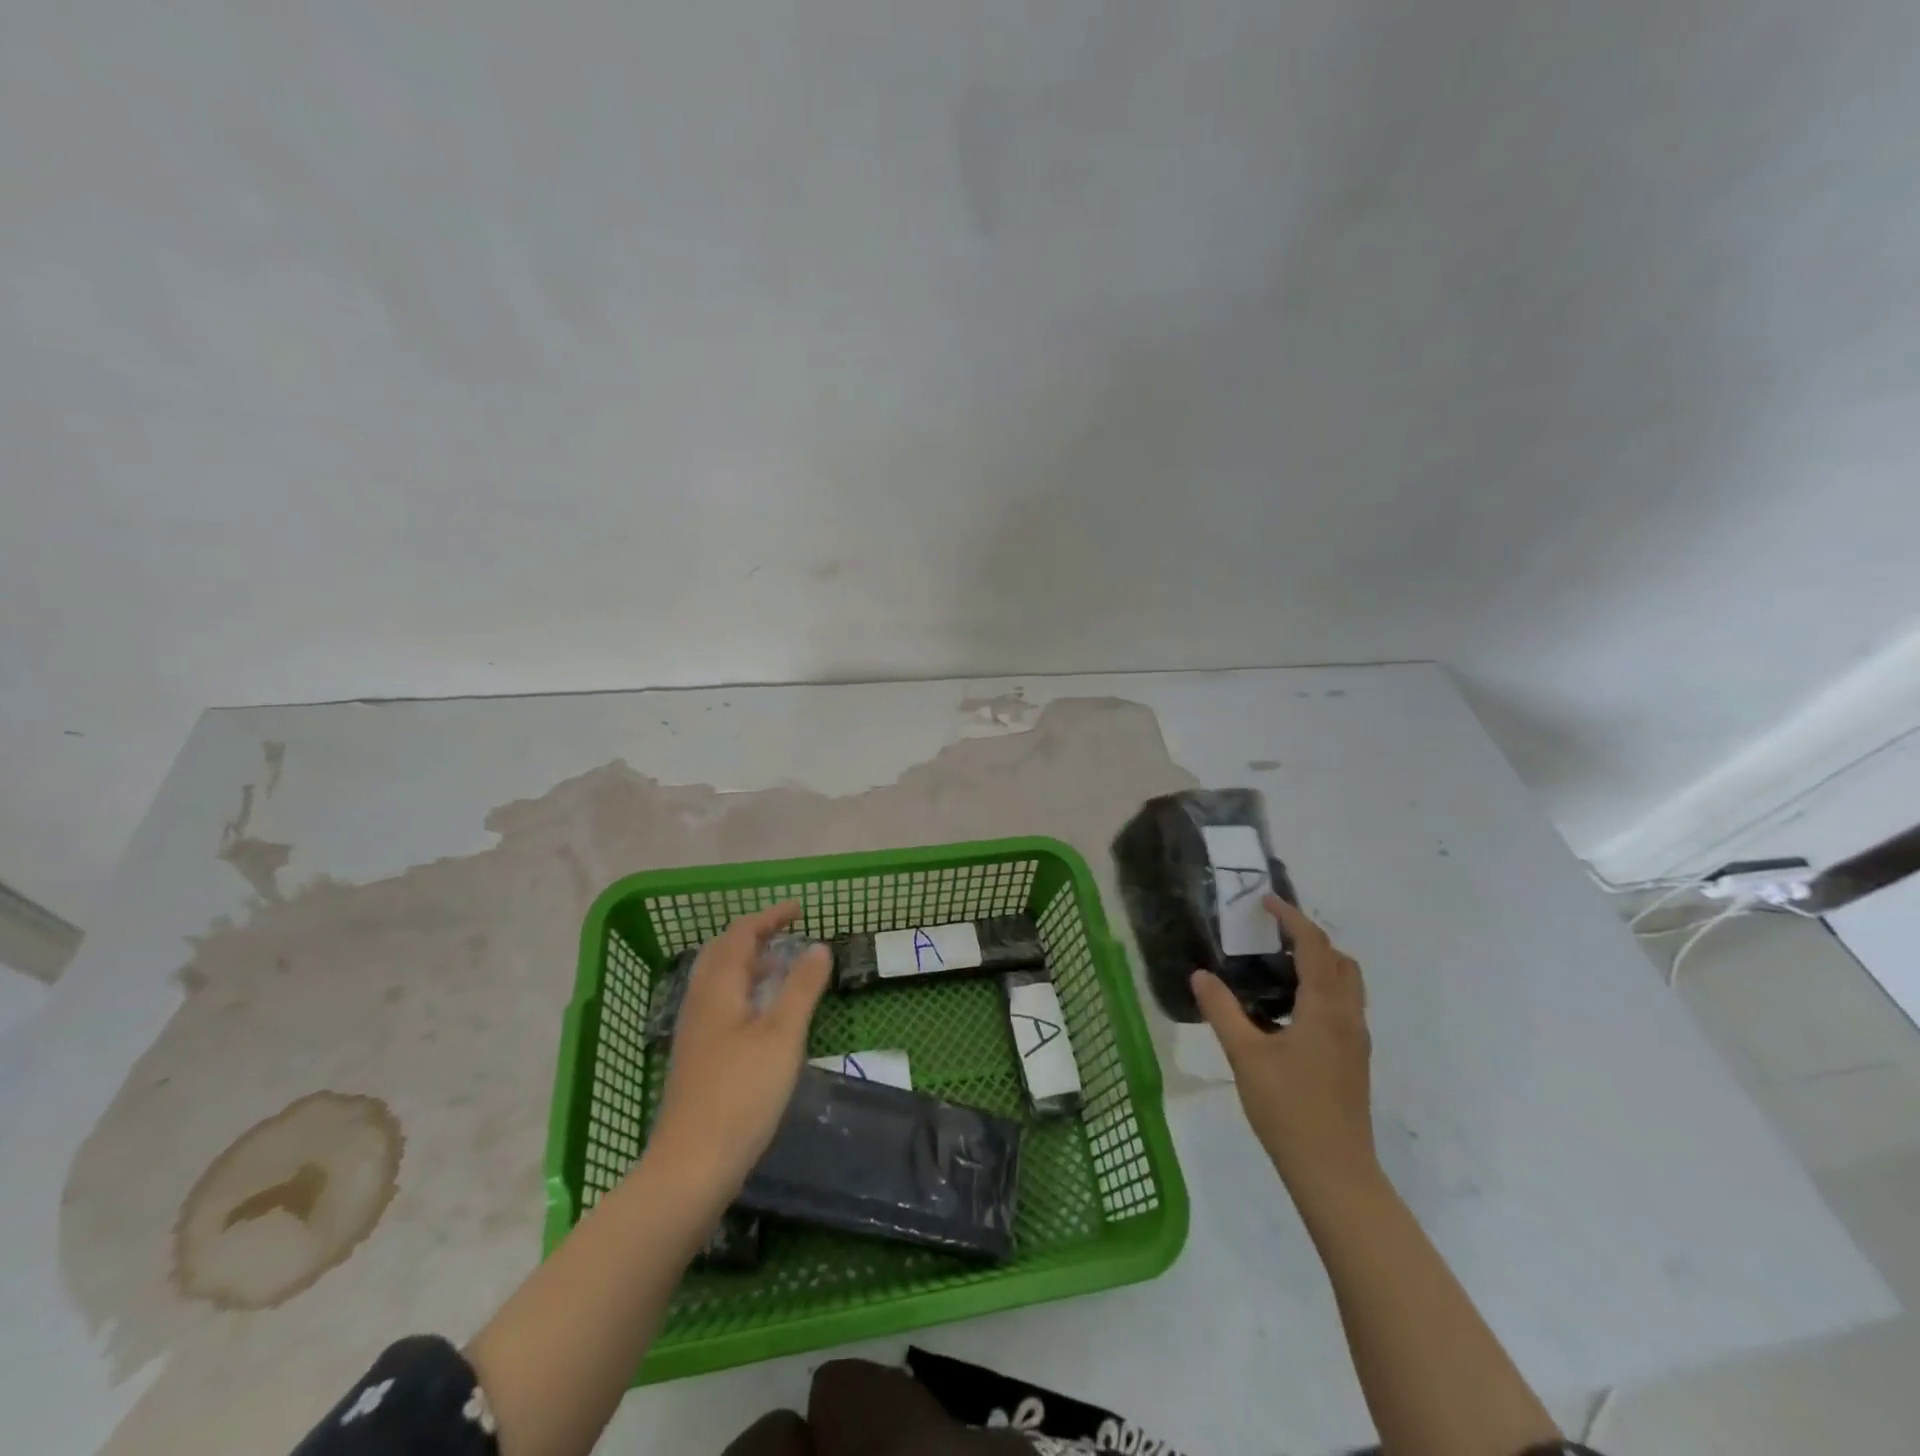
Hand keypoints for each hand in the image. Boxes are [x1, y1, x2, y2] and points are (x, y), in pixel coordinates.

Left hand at [648, 902, 831, 1195]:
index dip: (769, 917)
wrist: (691, 1166)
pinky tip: (761, 1014)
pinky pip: (718, 1003)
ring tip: (779, 967)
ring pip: (717, 979)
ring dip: (747, 962)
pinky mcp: (697, 1057)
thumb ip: (801, 987)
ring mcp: (694, 1031)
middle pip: (721, 953)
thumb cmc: (742, 1093)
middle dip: (753, 935)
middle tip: (786, 932)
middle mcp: (700, 1002)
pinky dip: (742, 989)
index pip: (740, 935)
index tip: (799, 910)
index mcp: (718, 989)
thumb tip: (818, 946)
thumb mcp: (782, 1035)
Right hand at [1192, 895, 1376, 1192]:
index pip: (1314, 946)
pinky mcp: (1353, 1059)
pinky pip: (1342, 1006)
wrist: (1334, 1171)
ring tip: (1275, 967)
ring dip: (1318, 964)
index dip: (1292, 918)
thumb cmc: (1289, 1108)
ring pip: (1346, 985)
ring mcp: (1355, 1040)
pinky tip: (1286, 1011)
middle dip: (1310, 938)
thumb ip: (1222, 1010)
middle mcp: (1348, 1016)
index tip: (1266, 901)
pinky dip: (1320, 989)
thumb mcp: (1245, 1056)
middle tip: (1272, 934)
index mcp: (1325, 1008)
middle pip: (1340, 961)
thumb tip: (1200, 975)